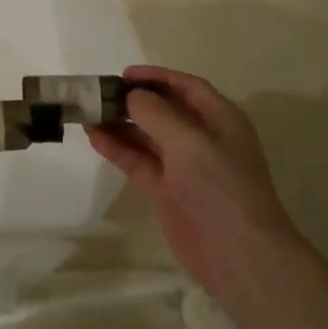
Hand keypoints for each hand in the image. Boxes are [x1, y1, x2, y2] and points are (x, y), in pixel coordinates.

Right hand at [85, 65, 302, 304]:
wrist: (238, 253)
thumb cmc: (220, 186)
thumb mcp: (188, 140)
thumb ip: (156, 113)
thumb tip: (132, 95)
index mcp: (220, 119)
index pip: (186, 87)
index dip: (157, 77)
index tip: (124, 74)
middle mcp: (202, 138)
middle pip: (164, 110)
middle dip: (134, 101)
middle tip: (100, 94)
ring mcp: (184, 166)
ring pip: (147, 136)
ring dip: (121, 124)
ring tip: (89, 113)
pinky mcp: (167, 191)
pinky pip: (139, 161)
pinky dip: (118, 149)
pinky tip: (94, 137)